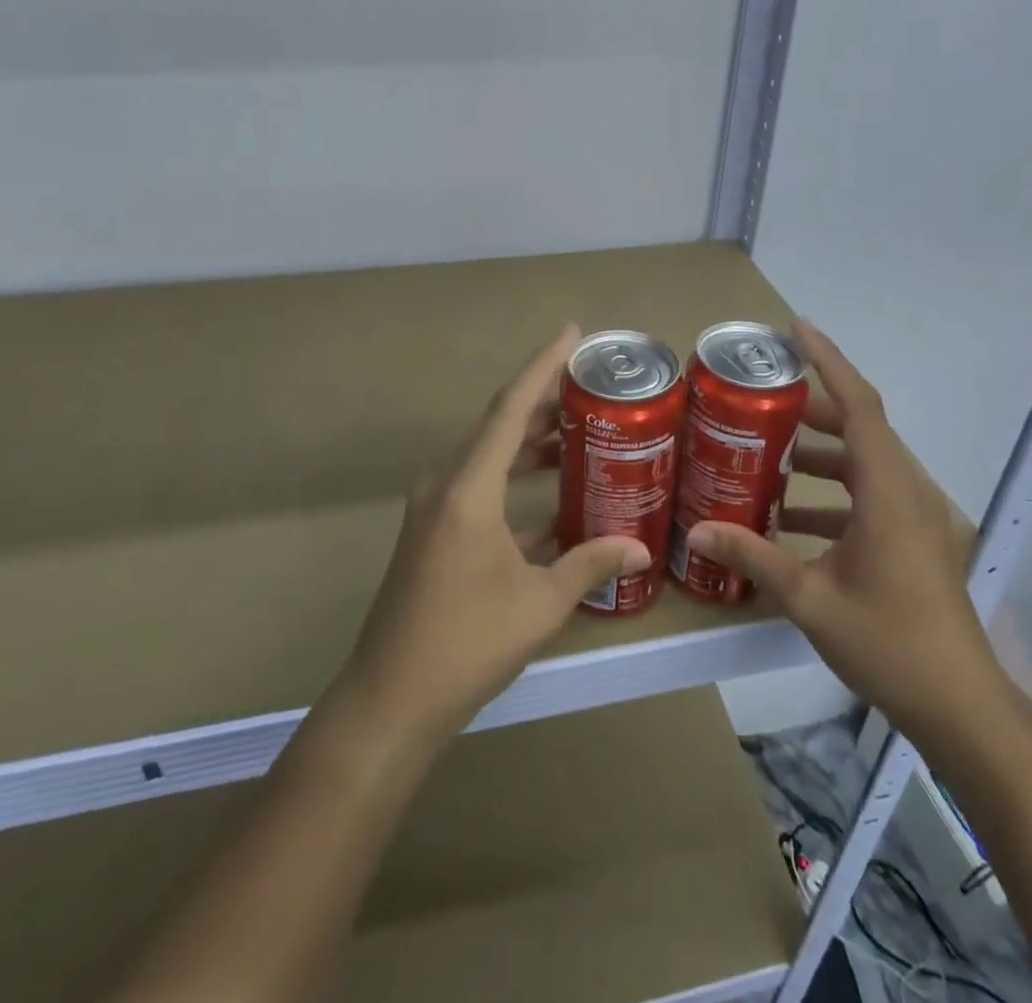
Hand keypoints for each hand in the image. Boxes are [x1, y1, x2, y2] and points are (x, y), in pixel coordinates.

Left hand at [340, 325, 652, 739]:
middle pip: (500, 426)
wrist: (390, 700)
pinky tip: (555, 499)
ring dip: (532, 445)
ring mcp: (435, 508)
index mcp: (468, 487)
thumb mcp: (539, 603)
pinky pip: (481, 489)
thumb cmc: (466, 643)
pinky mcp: (434, 532)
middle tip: (593, 390)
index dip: (542, 365)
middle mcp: (446, 484)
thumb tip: (642, 549)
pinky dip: (516, 484)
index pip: (510, 408)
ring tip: (582, 434)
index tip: (572, 332)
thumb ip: (590, 565)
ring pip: (490, 457)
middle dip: (546, 404)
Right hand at [685, 321, 1005, 745]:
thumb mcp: (810, 599)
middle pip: (861, 429)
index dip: (829, 362)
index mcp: (889, 492)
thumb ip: (753, 557)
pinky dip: (834, 495)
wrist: (961, 707)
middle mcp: (908, 492)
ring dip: (821, 456)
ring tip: (769, 457)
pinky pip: (872, 496)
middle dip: (811, 411)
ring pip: (866, 463)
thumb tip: (696, 532)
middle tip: (761, 403)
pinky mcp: (916, 540)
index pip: (860, 406)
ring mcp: (917, 518)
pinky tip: (792, 520)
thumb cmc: (889, 644)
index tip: (797, 329)